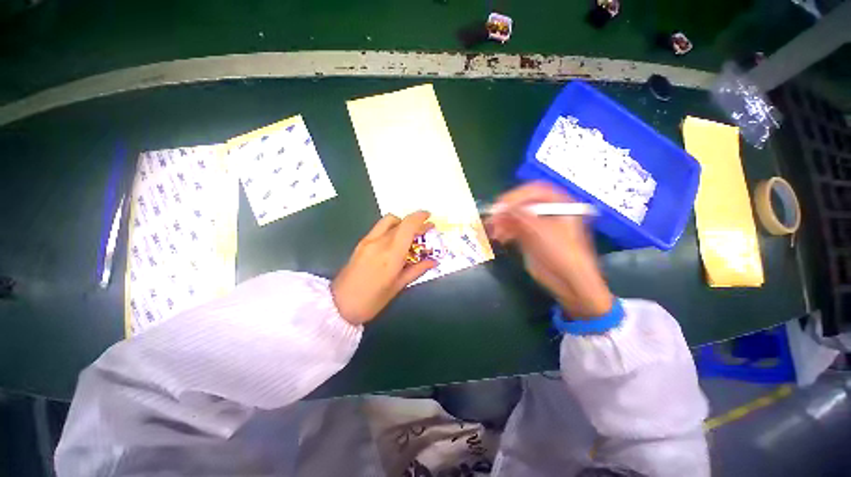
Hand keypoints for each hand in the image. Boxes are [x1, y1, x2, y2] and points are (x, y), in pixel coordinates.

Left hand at [331, 211, 436, 324]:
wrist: (339, 305)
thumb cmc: (372, 301)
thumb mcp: (398, 287)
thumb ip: (417, 270)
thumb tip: (433, 261)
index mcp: (391, 254)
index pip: (407, 226)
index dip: (420, 217)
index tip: (429, 216)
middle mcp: (379, 242)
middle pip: (400, 222)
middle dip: (415, 223)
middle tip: (426, 229)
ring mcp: (368, 241)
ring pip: (388, 221)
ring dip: (402, 223)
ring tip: (410, 235)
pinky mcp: (361, 243)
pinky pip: (380, 228)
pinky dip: (392, 228)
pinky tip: (396, 240)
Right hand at [487, 182, 613, 318]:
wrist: (569, 282)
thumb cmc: (563, 254)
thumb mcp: (543, 232)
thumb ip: (521, 216)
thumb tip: (502, 207)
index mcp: (559, 204)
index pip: (535, 191)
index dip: (517, 195)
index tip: (501, 205)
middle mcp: (547, 211)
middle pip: (522, 202)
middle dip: (506, 210)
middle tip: (492, 217)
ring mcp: (537, 224)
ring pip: (515, 216)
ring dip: (502, 221)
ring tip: (492, 230)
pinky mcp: (529, 237)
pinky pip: (513, 228)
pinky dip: (503, 231)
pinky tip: (498, 237)